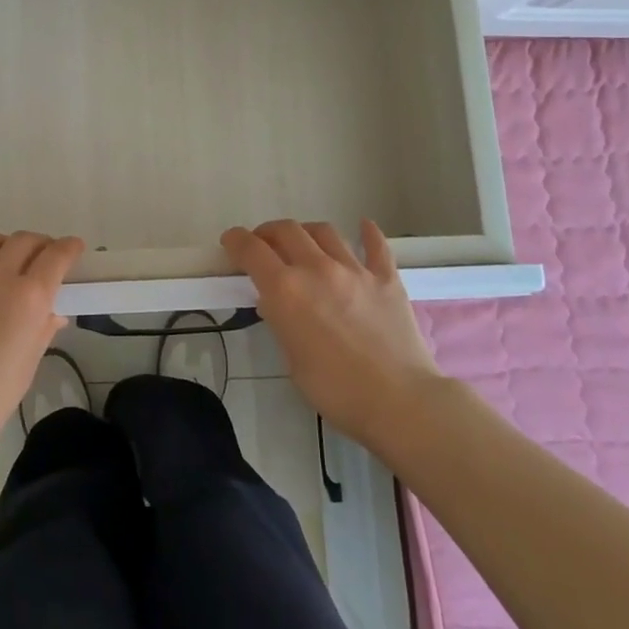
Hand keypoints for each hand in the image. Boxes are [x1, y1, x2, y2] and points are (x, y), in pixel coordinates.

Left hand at [0, 230, 85, 462]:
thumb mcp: (27, 367)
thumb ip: (42, 331)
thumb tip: (53, 314)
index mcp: (29, 299)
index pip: (56, 257)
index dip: (69, 248)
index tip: (74, 248)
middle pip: (24, 241)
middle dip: (40, 244)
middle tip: (42, 258)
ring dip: (3, 245)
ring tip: (4, 260)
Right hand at [222, 219, 440, 448]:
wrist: (399, 401)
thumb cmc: (336, 390)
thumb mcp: (292, 360)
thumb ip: (281, 322)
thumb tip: (276, 303)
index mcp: (286, 290)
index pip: (251, 250)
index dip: (236, 240)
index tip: (230, 241)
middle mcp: (317, 268)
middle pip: (286, 231)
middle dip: (269, 233)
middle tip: (264, 244)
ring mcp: (355, 270)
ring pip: (325, 231)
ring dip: (306, 232)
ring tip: (304, 242)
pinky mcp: (387, 278)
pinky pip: (376, 245)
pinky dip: (367, 233)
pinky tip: (363, 226)